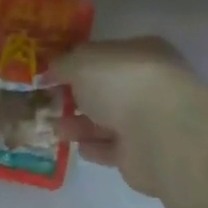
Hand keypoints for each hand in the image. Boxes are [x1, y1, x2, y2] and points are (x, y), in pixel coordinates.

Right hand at [55, 37, 206, 198]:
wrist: (160, 134)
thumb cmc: (122, 82)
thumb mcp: (81, 61)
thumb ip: (63, 64)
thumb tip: (50, 71)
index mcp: (142, 53)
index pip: (106, 55)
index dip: (77, 63)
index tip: (51, 73)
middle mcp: (149, 84)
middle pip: (106, 90)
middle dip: (76, 96)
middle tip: (47, 103)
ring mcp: (150, 121)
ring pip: (107, 120)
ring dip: (79, 124)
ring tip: (52, 128)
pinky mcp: (144, 155)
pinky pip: (113, 149)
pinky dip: (94, 147)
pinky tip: (76, 147)